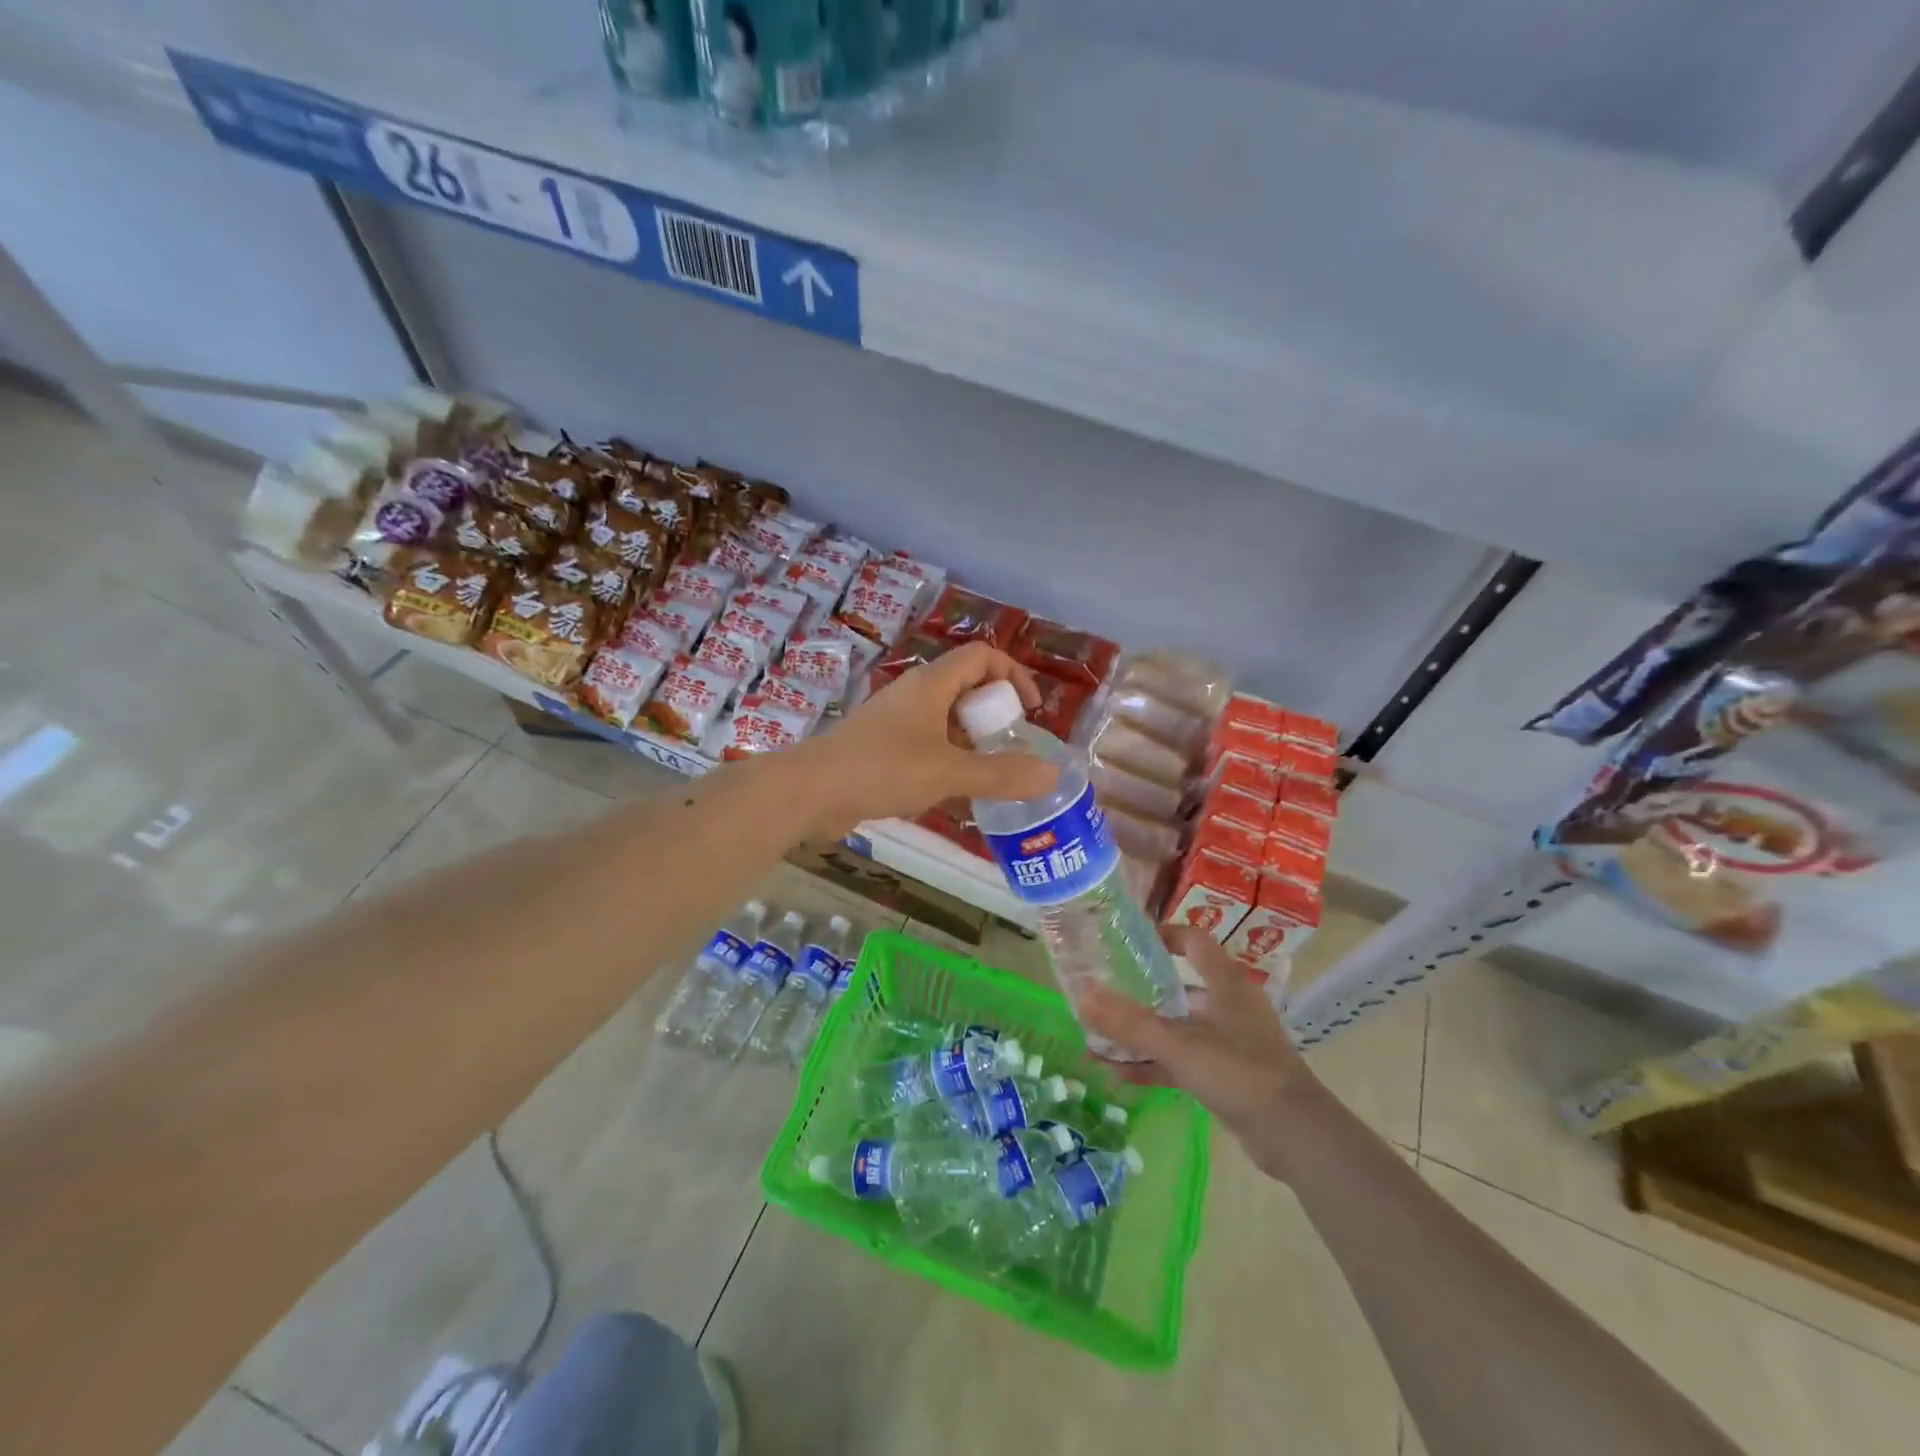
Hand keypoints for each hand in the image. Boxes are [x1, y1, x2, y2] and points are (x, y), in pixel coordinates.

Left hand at [798, 642, 1058, 835]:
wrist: (811, 791)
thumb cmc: (881, 769)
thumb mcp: (948, 772)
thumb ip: (1000, 774)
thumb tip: (1052, 774)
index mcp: (931, 684)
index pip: (982, 657)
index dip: (1013, 675)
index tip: (1029, 712)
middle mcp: (915, 695)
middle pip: (967, 688)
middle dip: (994, 714)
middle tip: (1011, 748)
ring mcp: (897, 721)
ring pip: (947, 720)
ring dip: (973, 741)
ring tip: (991, 775)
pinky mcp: (883, 748)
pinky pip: (928, 744)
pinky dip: (949, 759)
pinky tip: (956, 792)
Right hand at [1080, 926, 1325, 1179]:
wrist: (1295, 1137)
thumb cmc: (1239, 1072)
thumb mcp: (1179, 1045)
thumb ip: (1129, 1024)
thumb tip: (1081, 997)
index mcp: (1226, 983)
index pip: (1193, 940)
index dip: (1162, 934)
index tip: (1127, 940)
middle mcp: (1229, 1005)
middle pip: (1180, 986)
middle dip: (1140, 990)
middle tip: (1104, 990)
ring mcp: (1230, 1042)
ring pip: (1178, 1027)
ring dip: (1142, 1033)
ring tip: (1099, 1036)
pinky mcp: (1228, 1075)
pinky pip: (1183, 1059)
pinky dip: (1154, 1063)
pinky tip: (1118, 1073)